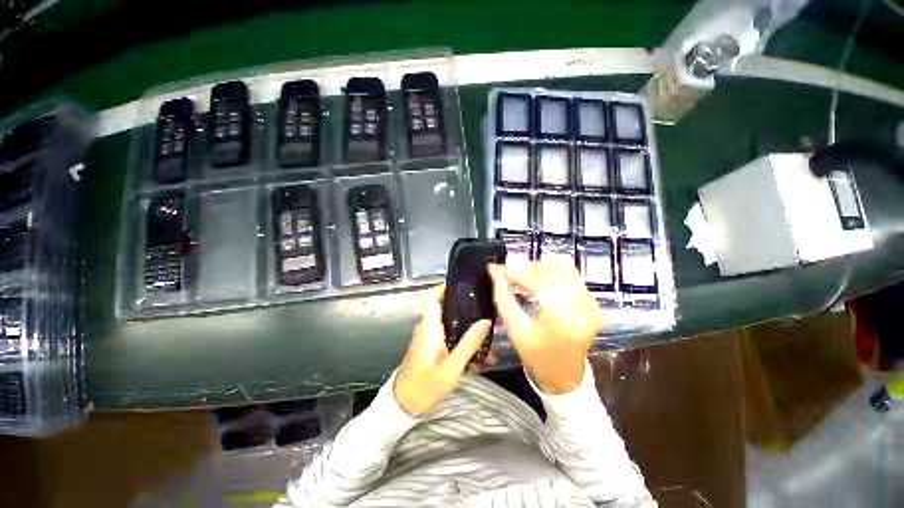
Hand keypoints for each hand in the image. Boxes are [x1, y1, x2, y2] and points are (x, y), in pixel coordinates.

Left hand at [393, 285, 491, 416]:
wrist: (403, 406)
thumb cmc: (425, 387)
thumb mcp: (451, 368)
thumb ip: (468, 344)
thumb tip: (485, 322)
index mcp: (429, 328)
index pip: (432, 298)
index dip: (444, 288)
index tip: (463, 286)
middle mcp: (426, 328)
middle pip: (442, 307)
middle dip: (461, 305)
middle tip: (482, 307)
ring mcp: (427, 337)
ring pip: (445, 321)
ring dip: (462, 323)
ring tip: (483, 327)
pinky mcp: (428, 346)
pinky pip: (444, 334)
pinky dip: (458, 335)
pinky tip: (474, 346)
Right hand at [488, 255, 602, 393]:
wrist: (564, 375)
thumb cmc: (535, 354)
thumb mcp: (514, 328)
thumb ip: (503, 296)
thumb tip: (494, 270)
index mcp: (560, 320)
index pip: (537, 282)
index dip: (517, 272)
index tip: (501, 269)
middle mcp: (582, 309)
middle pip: (552, 270)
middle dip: (528, 268)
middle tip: (512, 275)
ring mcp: (591, 305)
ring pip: (563, 268)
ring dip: (541, 269)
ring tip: (525, 278)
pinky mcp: (594, 304)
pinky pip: (572, 277)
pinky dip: (553, 276)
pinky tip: (540, 284)